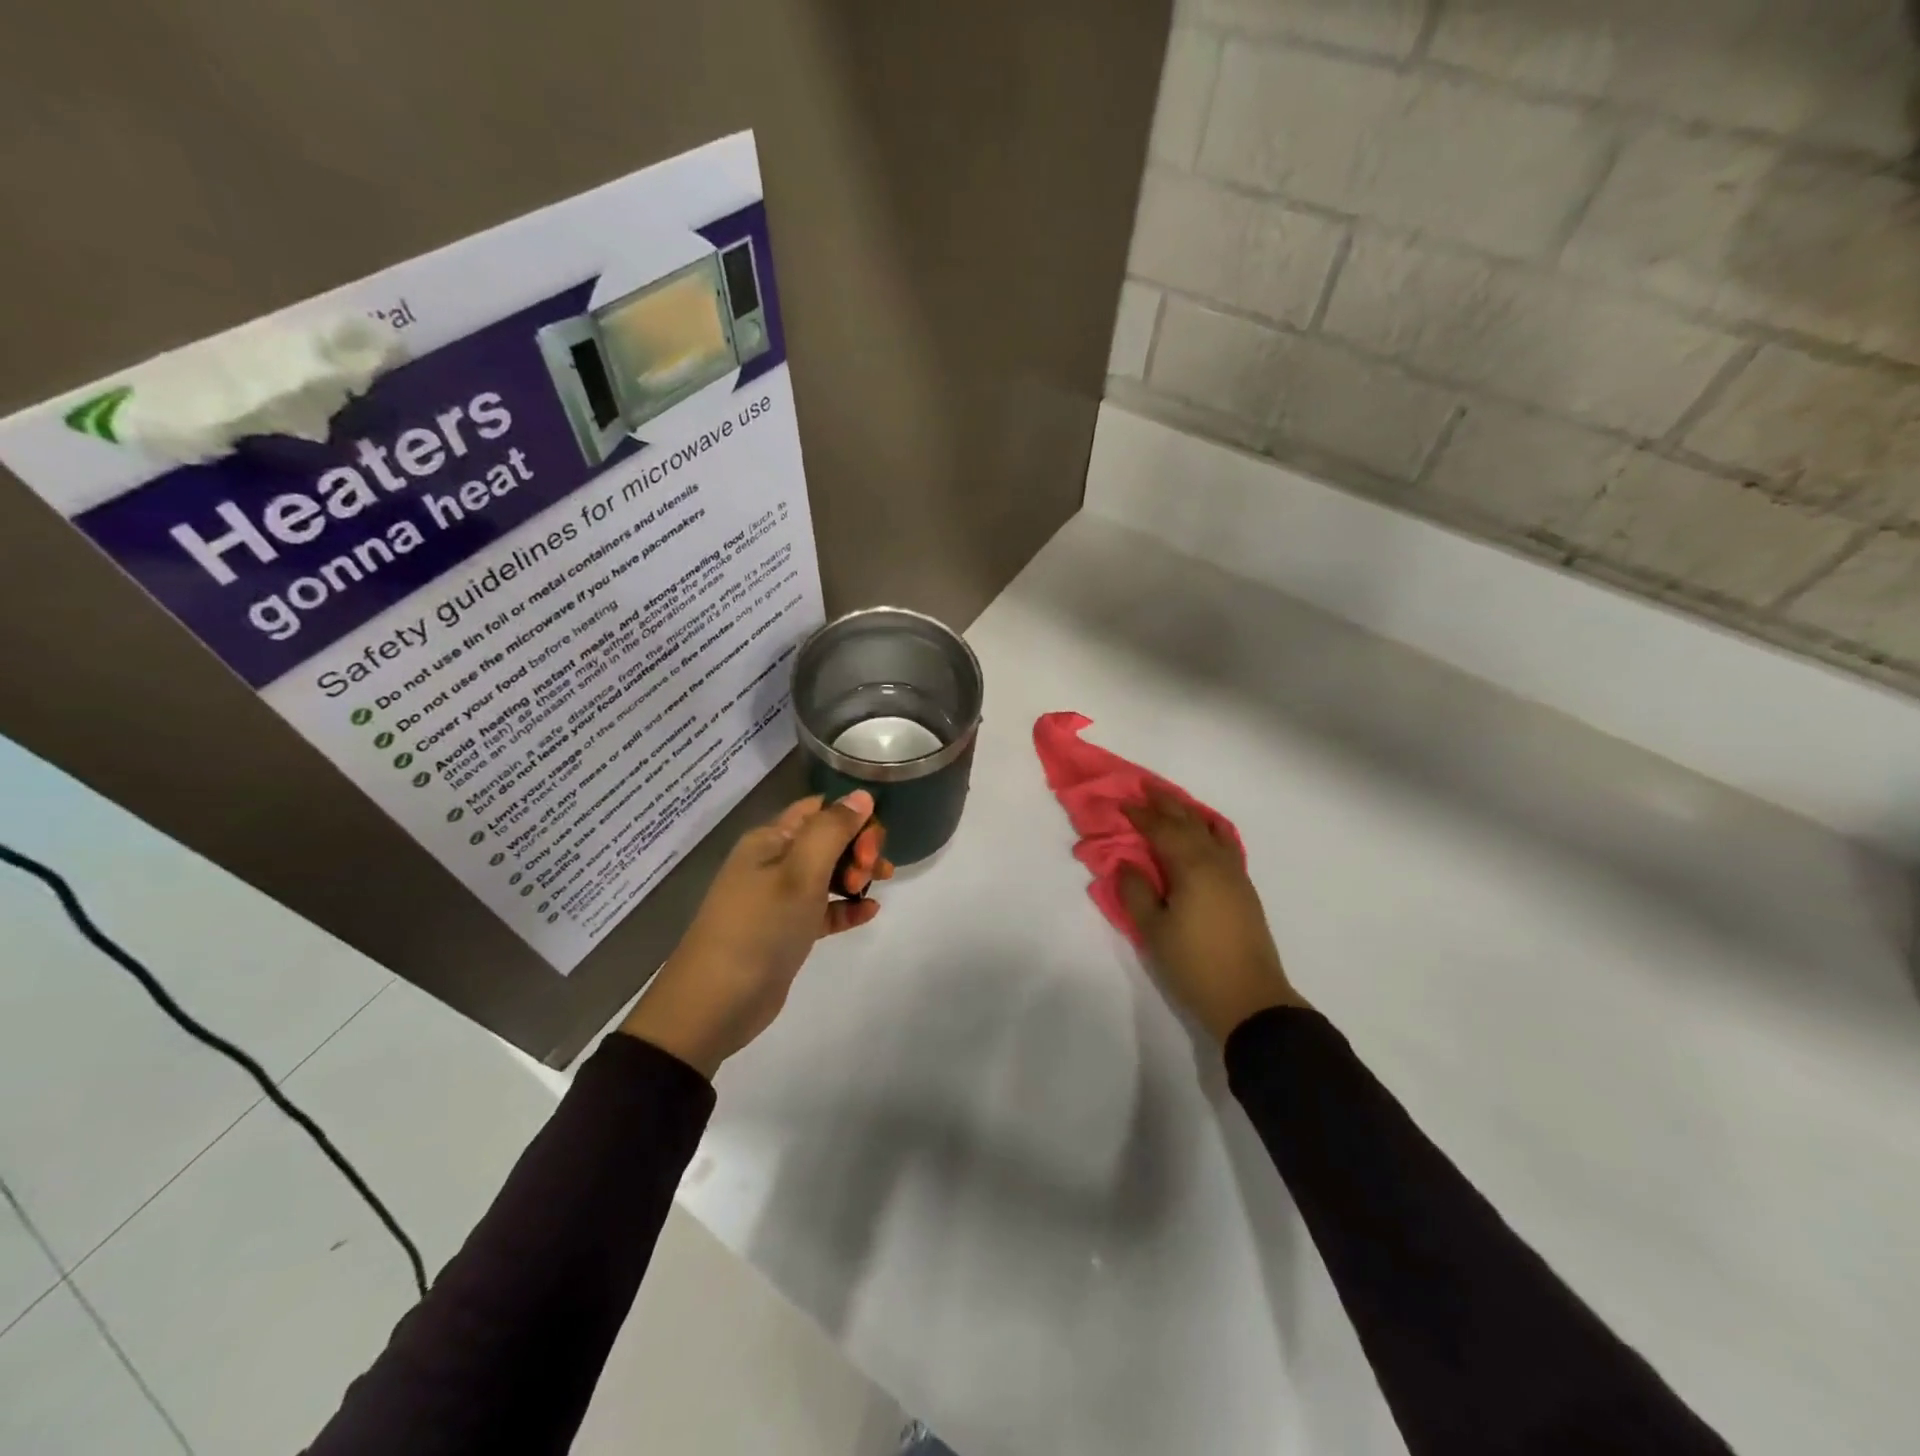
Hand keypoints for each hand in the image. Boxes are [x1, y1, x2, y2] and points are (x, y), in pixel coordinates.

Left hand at [620, 790, 890, 1076]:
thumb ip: (833, 830)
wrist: (714, 1004)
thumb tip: (861, 794)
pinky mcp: (787, 931)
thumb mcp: (800, 872)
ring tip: (874, 890)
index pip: (819, 809)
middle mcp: (773, 862)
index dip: (851, 816)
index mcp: (770, 839)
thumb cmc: (759, 928)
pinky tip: (870, 913)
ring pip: (828, 874)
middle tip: (872, 872)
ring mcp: (779, 898)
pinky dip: (846, 907)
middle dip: (858, 847)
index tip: (874, 841)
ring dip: (856, 876)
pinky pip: (824, 909)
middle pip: (827, 839)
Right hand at [1119, 790, 1305, 1043]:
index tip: (1122, 802)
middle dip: (1166, 803)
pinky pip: (1226, 845)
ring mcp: (1235, 875)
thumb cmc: (1194, 965)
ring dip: (1190, 813)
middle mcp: (1216, 862)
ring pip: (1211, 830)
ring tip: (1174, 804)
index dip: (1141, 815)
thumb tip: (1127, 864)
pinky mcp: (1244, 890)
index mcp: (1191, 867)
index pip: (1162, 830)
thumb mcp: (1153, 930)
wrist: (1250, 1000)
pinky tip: (1207, 833)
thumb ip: (1136, 892)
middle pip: (1189, 822)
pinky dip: (1211, 830)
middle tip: (1146, 787)